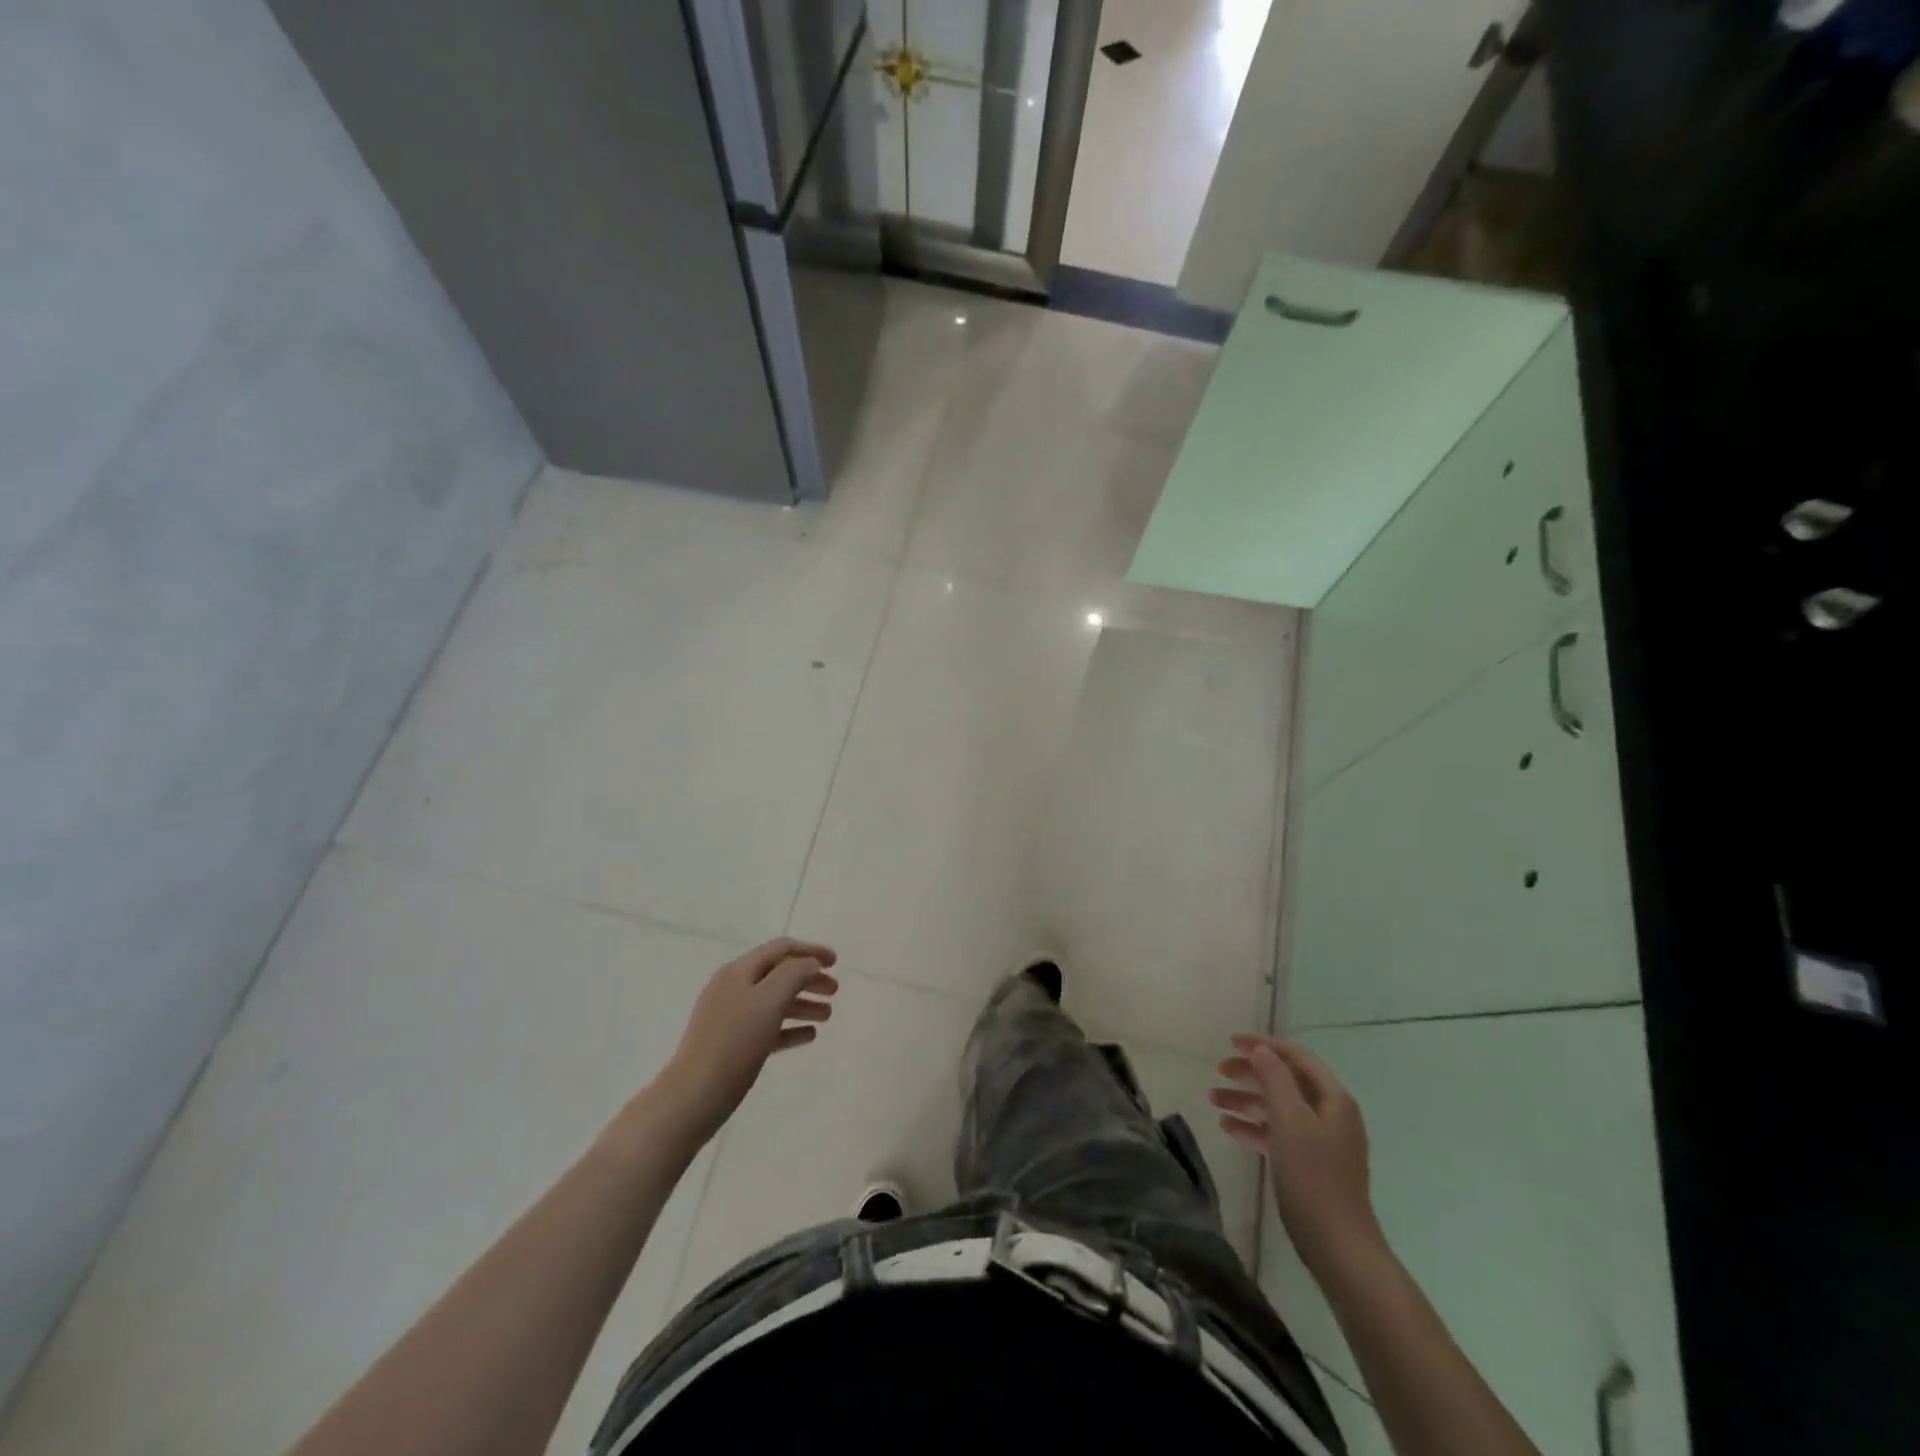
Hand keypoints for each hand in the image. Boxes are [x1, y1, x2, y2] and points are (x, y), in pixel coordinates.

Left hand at [659, 938, 838, 1142]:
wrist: (693, 1097)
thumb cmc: (734, 1043)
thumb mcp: (769, 1001)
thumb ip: (793, 974)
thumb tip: (809, 964)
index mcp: (739, 972)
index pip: (781, 949)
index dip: (810, 951)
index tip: (836, 962)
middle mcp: (733, 988)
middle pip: (778, 974)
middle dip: (809, 979)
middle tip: (835, 991)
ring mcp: (729, 1017)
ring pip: (774, 1002)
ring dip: (803, 1003)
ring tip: (827, 1016)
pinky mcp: (731, 1045)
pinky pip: (766, 1028)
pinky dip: (789, 1027)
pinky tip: (808, 1036)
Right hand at [1211, 1033, 1383, 1275]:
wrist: (1338, 1246)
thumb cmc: (1313, 1176)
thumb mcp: (1290, 1120)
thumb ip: (1275, 1079)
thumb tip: (1261, 1049)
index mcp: (1333, 1099)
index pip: (1296, 1058)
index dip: (1264, 1046)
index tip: (1230, 1041)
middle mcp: (1330, 1114)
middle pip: (1285, 1081)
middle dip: (1250, 1073)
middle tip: (1218, 1071)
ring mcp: (1321, 1141)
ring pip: (1278, 1108)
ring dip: (1246, 1100)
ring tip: (1212, 1099)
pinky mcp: (1310, 1164)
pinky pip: (1278, 1134)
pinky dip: (1254, 1127)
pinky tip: (1228, 1128)